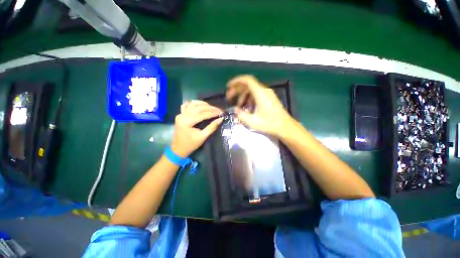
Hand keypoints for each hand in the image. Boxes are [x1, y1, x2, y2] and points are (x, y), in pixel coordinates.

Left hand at [170, 100, 223, 157]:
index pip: (202, 114)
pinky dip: (193, 103)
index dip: (213, 113)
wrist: (178, 149)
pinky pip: (186, 105)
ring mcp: (180, 114)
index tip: (222, 113)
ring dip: (203, 104)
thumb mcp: (202, 137)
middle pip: (198, 108)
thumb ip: (212, 127)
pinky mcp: (180, 115)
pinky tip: (200, 105)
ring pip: (193, 104)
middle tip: (219, 110)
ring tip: (212, 107)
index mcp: (187, 122)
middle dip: (210, 108)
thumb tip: (220, 119)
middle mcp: (182, 115)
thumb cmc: (191, 145)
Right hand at [226, 75, 294, 136]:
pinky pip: (256, 94)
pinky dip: (249, 98)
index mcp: (260, 93)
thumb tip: (235, 110)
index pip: (247, 80)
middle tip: (229, 97)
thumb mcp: (252, 122)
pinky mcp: (269, 98)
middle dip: (237, 90)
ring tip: (238, 106)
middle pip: (248, 85)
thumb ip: (241, 115)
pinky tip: (246, 107)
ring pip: (251, 90)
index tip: (228, 86)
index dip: (236, 81)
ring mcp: (267, 94)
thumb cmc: (270, 124)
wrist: (285, 127)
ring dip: (243, 96)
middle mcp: (264, 91)